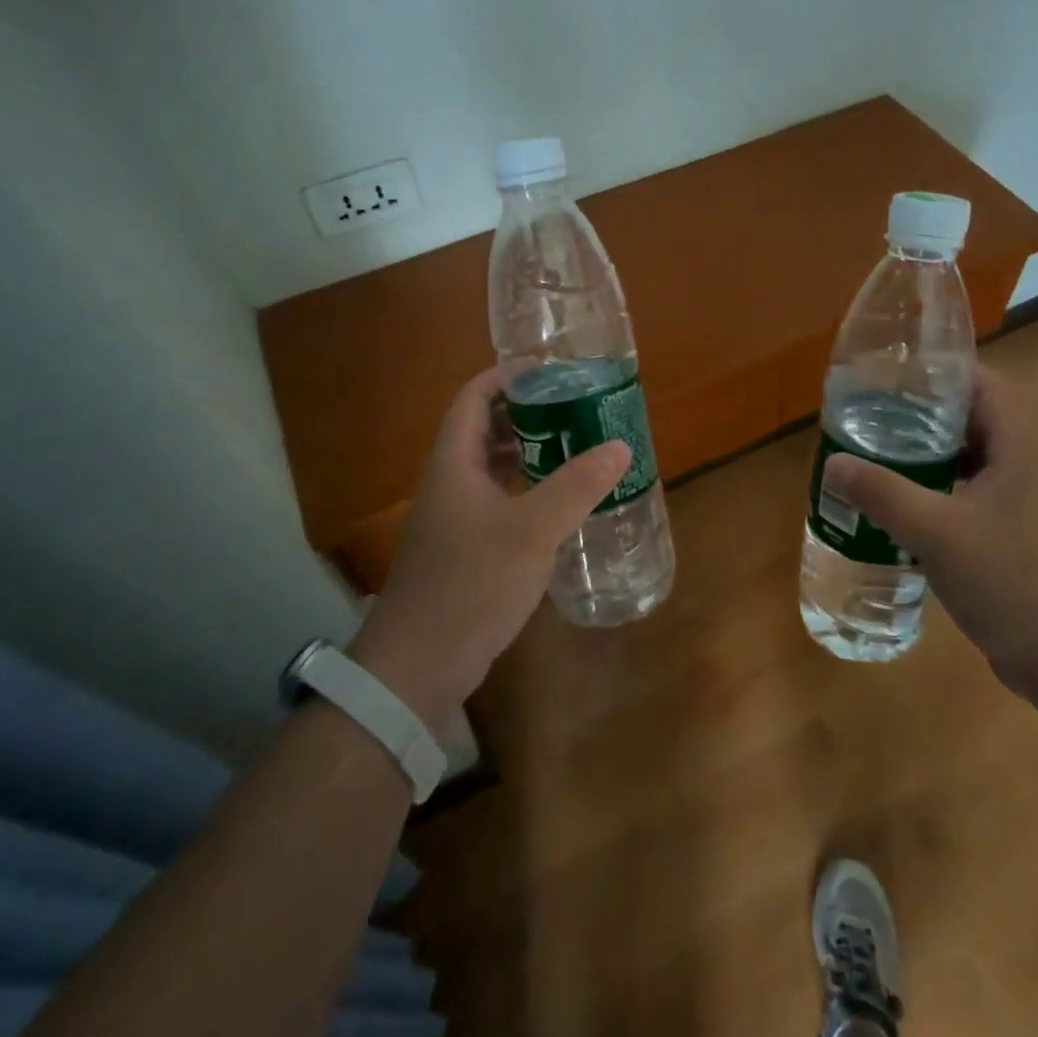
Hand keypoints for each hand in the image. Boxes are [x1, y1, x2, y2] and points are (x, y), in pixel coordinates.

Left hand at [348, 365, 629, 727]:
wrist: (418, 666)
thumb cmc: (469, 585)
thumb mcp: (530, 531)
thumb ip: (576, 486)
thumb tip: (619, 446)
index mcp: (454, 463)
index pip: (473, 397)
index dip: (506, 375)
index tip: (549, 370)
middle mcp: (451, 482)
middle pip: (485, 429)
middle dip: (527, 412)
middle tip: (575, 408)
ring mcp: (456, 518)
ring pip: (494, 468)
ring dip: (530, 453)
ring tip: (576, 446)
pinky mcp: (466, 549)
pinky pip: (500, 501)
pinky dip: (529, 490)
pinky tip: (560, 503)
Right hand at [821, 368, 1037, 693]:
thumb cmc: (1010, 581)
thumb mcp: (934, 532)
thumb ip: (882, 493)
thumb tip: (834, 462)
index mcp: (1019, 449)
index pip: (984, 386)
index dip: (942, 373)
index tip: (894, 375)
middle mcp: (1028, 467)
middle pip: (974, 422)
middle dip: (923, 417)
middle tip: (872, 418)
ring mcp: (1027, 506)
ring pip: (972, 463)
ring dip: (929, 459)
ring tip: (878, 458)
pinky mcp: (1019, 539)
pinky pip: (972, 499)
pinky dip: (938, 495)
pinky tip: (903, 511)